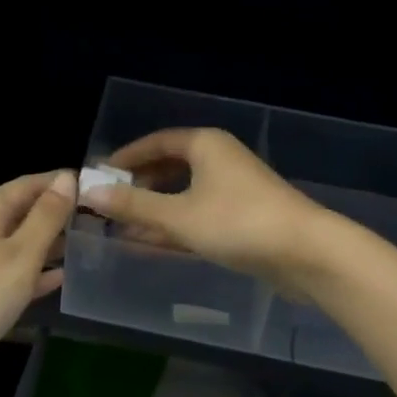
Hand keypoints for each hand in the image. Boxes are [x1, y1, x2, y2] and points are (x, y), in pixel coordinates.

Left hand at [0, 169, 75, 359]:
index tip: (94, 186)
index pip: (30, 183)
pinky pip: (13, 268)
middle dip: (58, 212)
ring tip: (86, 243)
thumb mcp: (21, 253)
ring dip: (51, 241)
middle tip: (96, 218)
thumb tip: (67, 178)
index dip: (60, 182)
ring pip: (21, 240)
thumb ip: (46, 217)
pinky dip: (36, 269)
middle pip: (25, 210)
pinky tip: (61, 277)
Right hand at [82, 129, 334, 300]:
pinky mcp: (244, 217)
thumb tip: (89, 192)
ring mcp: (233, 189)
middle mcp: (219, 159)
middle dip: (140, 186)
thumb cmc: (239, 223)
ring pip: (184, 193)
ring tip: (124, 228)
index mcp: (204, 145)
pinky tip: (153, 244)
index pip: (156, 143)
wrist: (308, 253)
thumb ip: (134, 205)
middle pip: (170, 167)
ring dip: (156, 210)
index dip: (126, 158)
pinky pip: (199, 214)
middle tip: (109, 205)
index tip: (100, 175)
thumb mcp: (180, 215)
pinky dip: (176, 226)